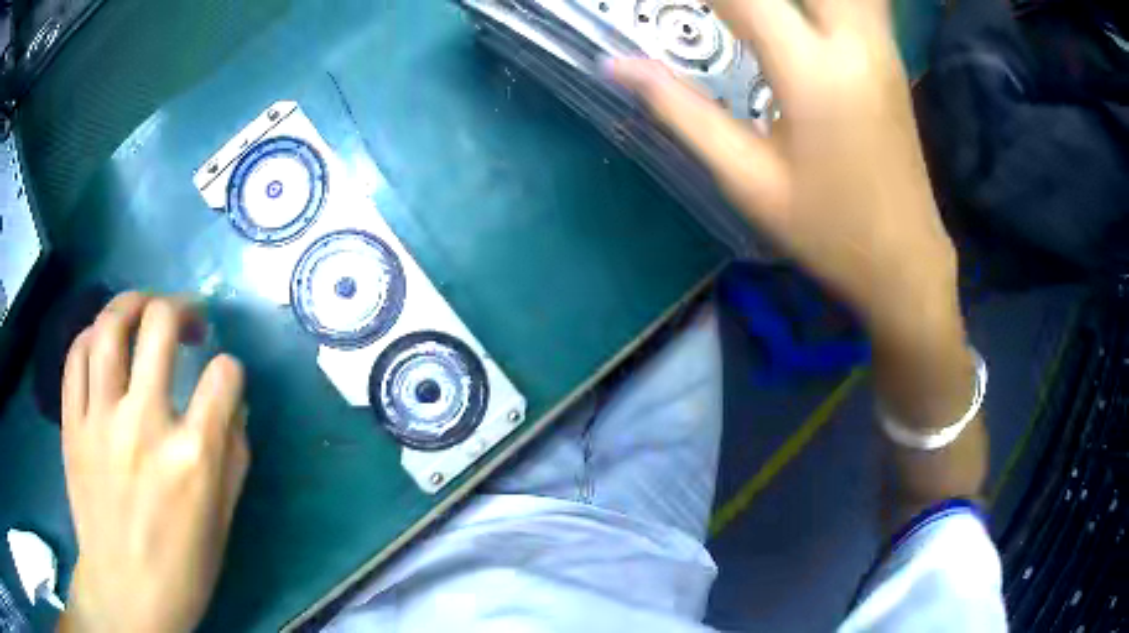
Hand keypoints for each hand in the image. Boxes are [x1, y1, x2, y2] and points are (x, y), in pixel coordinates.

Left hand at [58, 293, 248, 632]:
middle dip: (182, 308)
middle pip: (160, 324)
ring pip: (109, 325)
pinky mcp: (72, 424)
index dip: (231, 369)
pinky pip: (76, 356)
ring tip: (143, 308)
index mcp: (192, 457)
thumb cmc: (181, 568)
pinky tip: (103, 342)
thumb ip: (234, 457)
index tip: (225, 380)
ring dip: (132, 303)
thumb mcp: (222, 522)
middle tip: (188, 319)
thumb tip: (234, 406)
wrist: (125, 594)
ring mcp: (100, 419)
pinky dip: (91, 336)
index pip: (224, 376)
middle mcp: (144, 424)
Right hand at [610, 0, 959, 338]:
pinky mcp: (889, 55)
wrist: (904, 260)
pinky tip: (800, 13)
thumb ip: (681, 110)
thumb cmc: (826, 230)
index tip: (658, 2)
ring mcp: (880, 46)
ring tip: (754, 13)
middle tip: (716, 8)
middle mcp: (853, 43)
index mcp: (812, 73)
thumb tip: (615, 65)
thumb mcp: (746, 178)